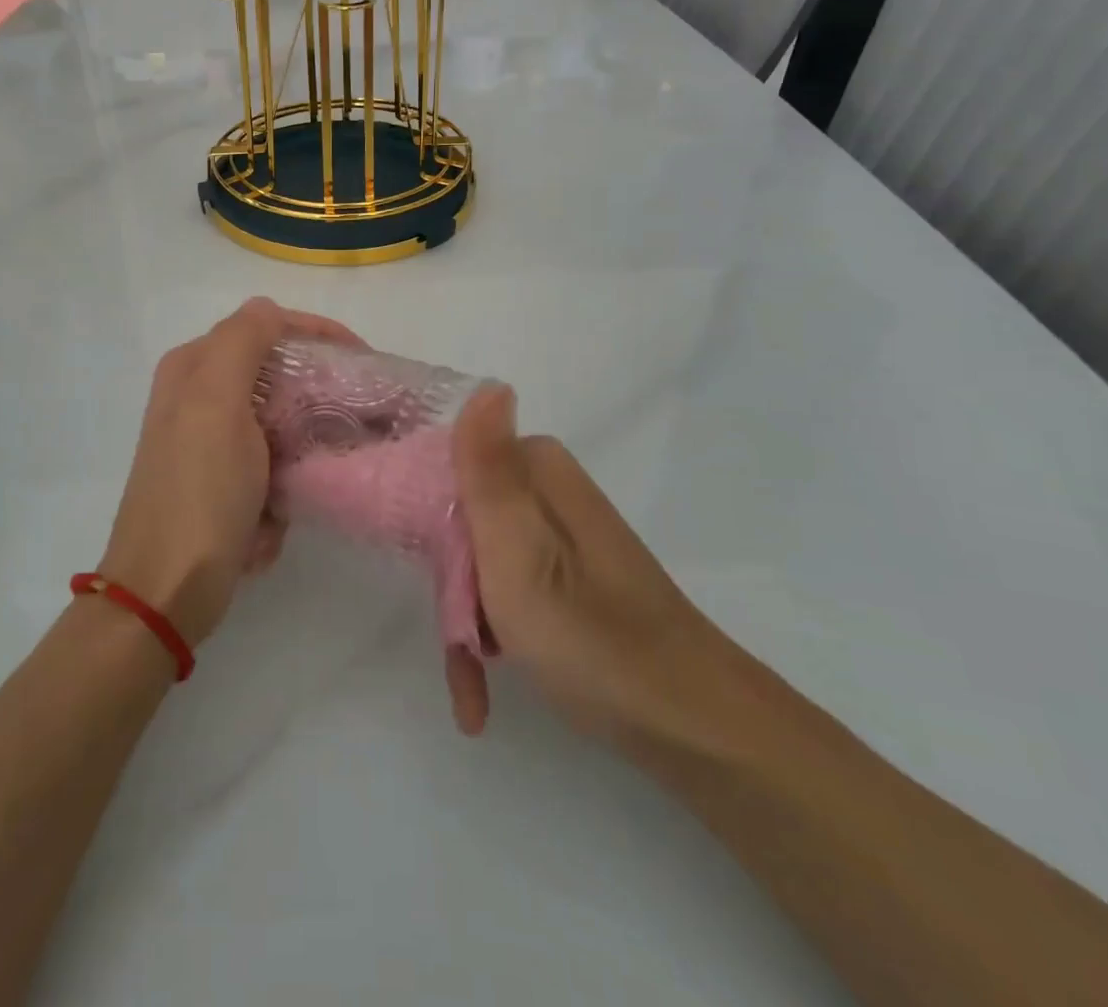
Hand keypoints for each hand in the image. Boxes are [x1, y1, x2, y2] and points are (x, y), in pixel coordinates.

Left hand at [97, 297, 360, 650]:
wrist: (167, 590)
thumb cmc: (198, 490)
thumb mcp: (216, 402)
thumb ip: (241, 342)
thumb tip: (266, 308)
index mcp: (194, 368)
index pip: (265, 327)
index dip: (317, 334)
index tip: (365, 359)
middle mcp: (199, 398)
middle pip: (277, 376)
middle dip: (318, 398)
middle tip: (362, 416)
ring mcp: (212, 445)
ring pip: (281, 425)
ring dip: (303, 452)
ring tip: (322, 475)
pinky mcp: (225, 485)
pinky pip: (272, 469)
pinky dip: (282, 489)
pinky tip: (275, 517)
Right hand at [443, 385, 715, 737]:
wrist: (690, 725)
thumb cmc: (590, 638)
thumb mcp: (519, 554)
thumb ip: (489, 472)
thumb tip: (489, 383)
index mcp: (536, 470)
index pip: (446, 463)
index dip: (421, 515)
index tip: (417, 567)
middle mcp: (546, 490)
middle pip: (458, 514)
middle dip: (447, 581)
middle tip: (456, 638)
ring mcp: (556, 534)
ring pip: (476, 558)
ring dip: (464, 619)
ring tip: (471, 683)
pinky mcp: (565, 573)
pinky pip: (506, 588)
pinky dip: (490, 634)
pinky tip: (482, 694)